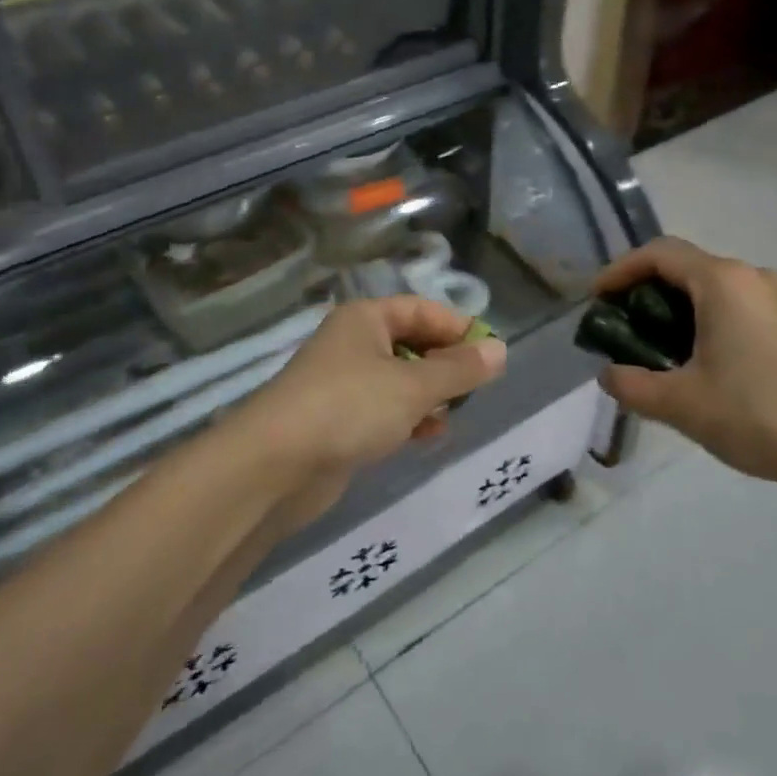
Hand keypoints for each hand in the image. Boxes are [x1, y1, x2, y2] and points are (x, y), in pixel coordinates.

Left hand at [228, 297, 506, 532]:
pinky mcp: (337, 421)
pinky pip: (383, 410)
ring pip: (399, 380)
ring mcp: (342, 383)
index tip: (490, 354)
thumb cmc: (349, 407)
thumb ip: (460, 370)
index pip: (422, 309)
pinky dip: (407, 418)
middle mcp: (353, 343)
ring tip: (453, 416)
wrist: (275, 465)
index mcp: (366, 319)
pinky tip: (426, 436)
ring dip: (428, 396)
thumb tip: (500, 350)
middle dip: (444, 365)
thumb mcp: (414, 386)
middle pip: (411, 343)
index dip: (457, 328)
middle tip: (474, 390)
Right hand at [594, 238, 776, 513]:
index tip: (596, 299)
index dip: (620, 270)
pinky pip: (736, 305)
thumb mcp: (681, 404)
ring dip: (675, 308)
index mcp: (723, 282)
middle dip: (645, 291)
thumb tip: (609, 374)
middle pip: (685, 267)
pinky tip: (699, 360)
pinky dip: (705, 319)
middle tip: (620, 327)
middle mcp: (752, 277)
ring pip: (712, 288)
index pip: (659, 254)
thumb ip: (632, 385)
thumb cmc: (757, 415)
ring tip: (654, 348)